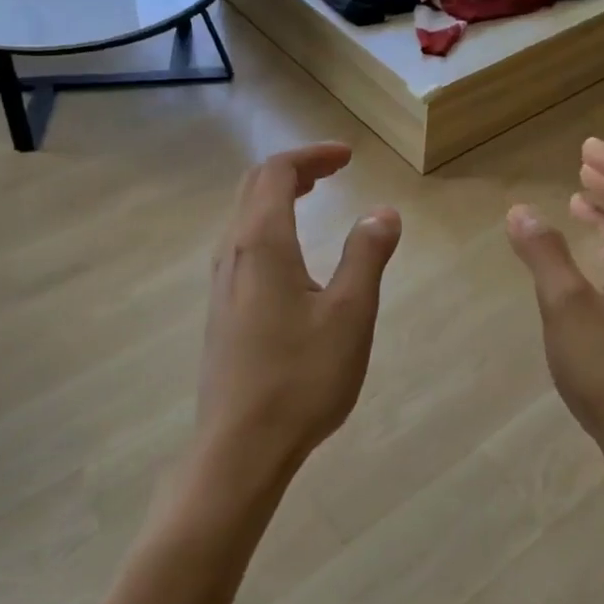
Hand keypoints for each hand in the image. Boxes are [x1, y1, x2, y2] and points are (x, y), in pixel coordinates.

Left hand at [198, 143, 401, 489]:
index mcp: (262, 243)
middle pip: (255, 187)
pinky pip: (242, 243)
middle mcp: (233, 252)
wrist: (240, 448)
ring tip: (314, 199)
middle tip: (334, 171)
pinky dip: (269, 224)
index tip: (349, 157)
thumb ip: (366, 255)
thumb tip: (383, 212)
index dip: (312, 155)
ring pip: (244, 216)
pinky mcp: (221, 309)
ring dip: (279, 196)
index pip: (277, 172)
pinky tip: (292, 253)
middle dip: (295, 169)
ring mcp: (221, 282)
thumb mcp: (350, 313)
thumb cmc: (301, 377)